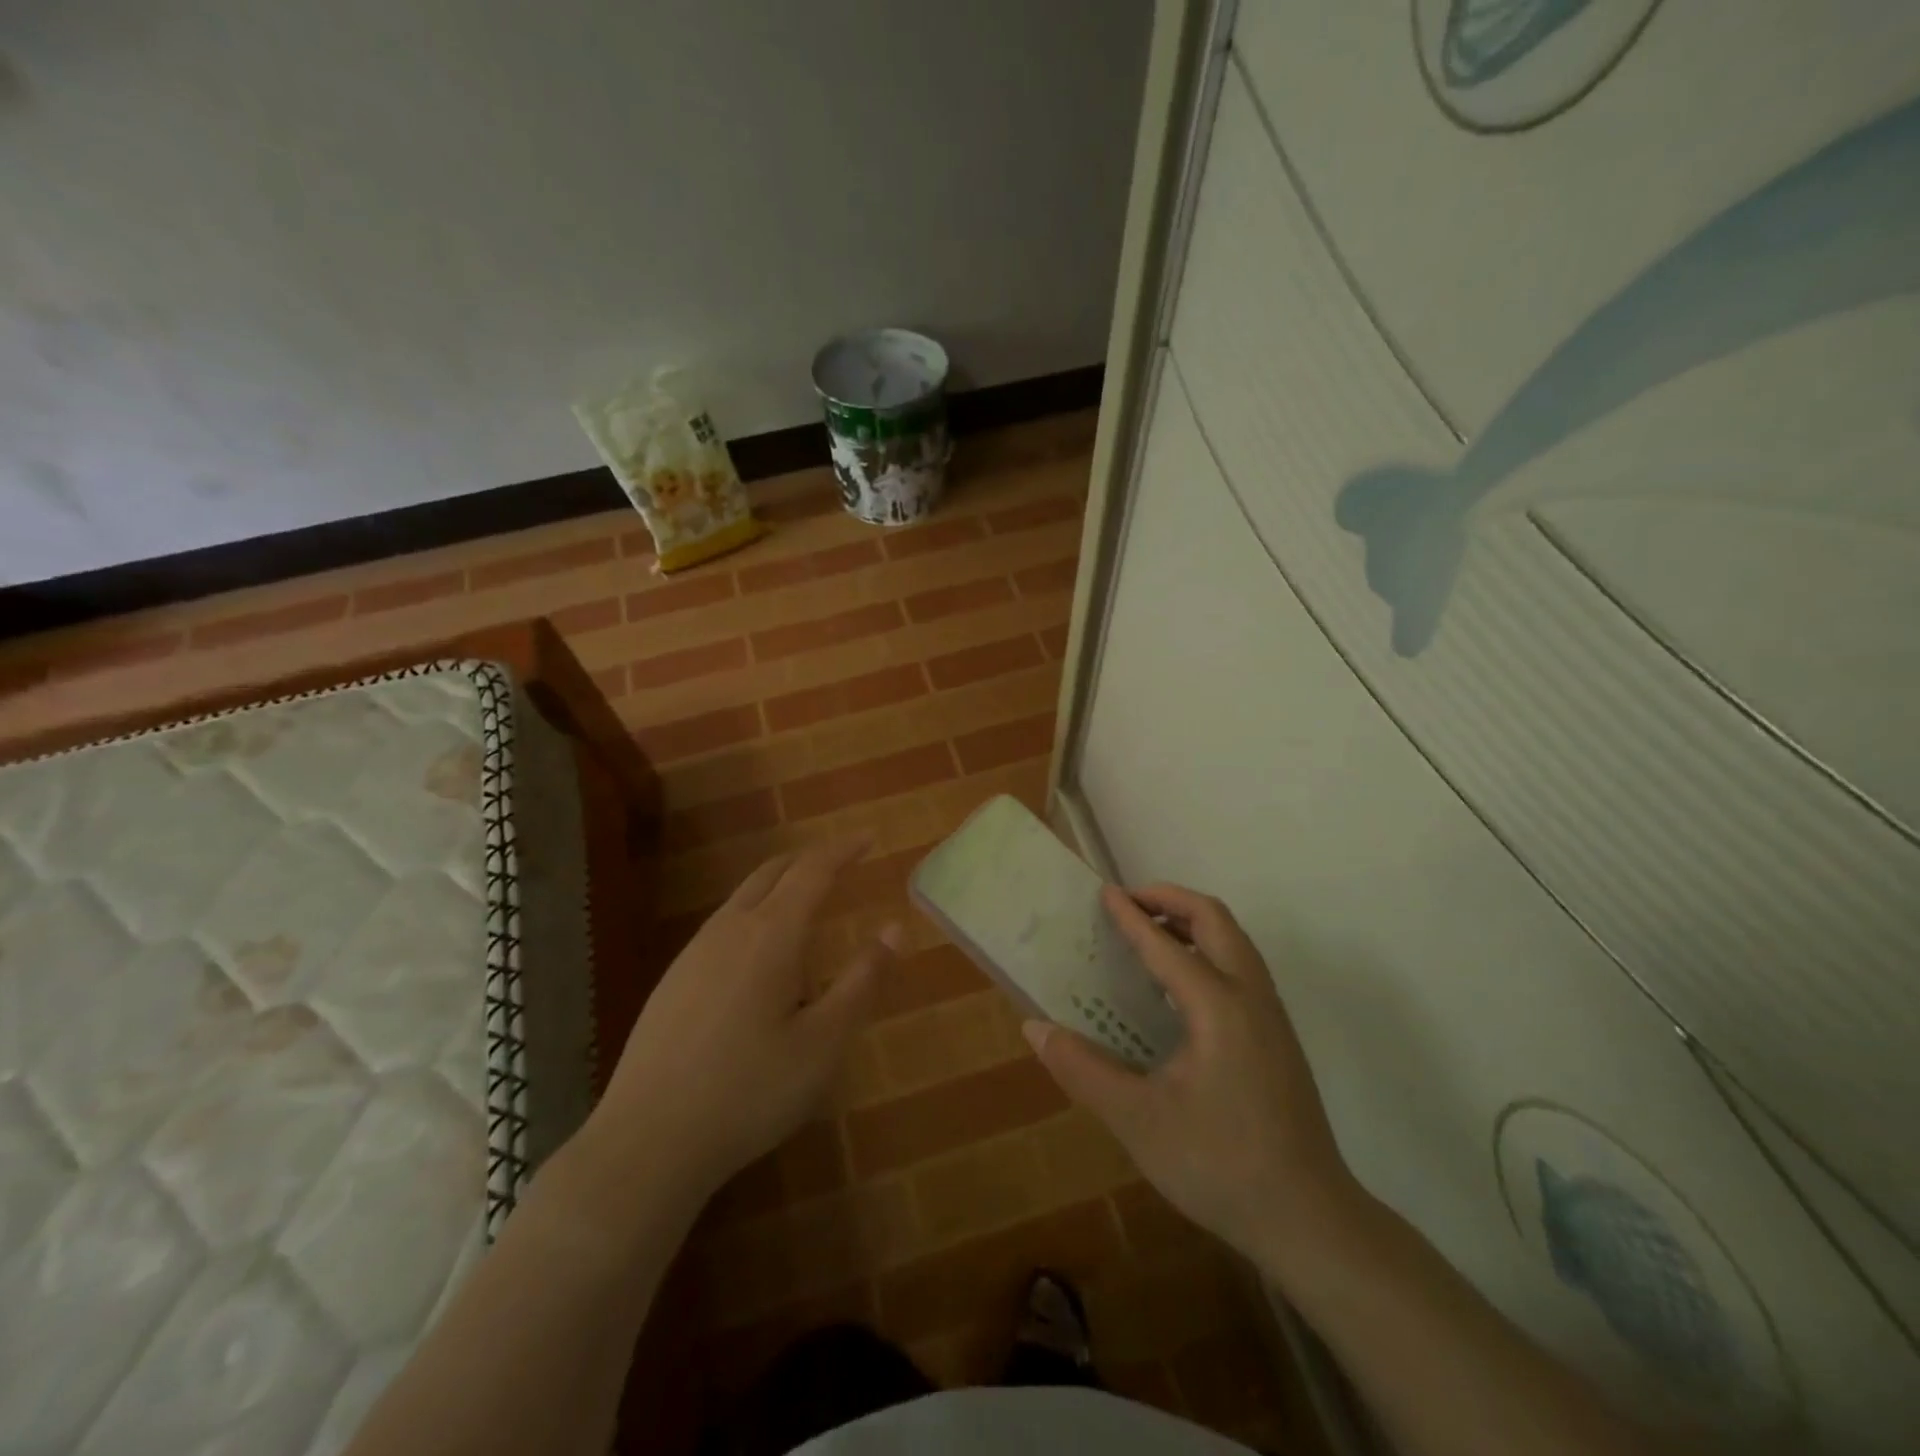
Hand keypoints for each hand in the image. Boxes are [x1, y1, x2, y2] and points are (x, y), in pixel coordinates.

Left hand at [592, 837, 897, 1201]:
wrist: (646, 1142)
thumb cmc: (750, 1091)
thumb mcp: (824, 1042)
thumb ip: (862, 980)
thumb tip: (894, 927)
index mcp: (771, 935)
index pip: (812, 871)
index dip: (843, 849)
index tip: (868, 838)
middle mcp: (729, 929)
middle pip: (772, 872)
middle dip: (809, 859)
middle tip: (841, 861)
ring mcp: (693, 954)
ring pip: (743, 898)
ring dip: (779, 886)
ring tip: (807, 905)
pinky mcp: (672, 981)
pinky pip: (723, 926)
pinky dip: (754, 914)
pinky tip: (759, 958)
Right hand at [1025, 883, 1356, 1266]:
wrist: (1308, 1219)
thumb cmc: (1218, 1164)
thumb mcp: (1137, 1121)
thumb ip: (1083, 1069)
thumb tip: (1035, 1028)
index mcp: (1218, 1007)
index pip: (1166, 945)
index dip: (1131, 916)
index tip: (1103, 892)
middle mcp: (1251, 997)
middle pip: (1215, 920)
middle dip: (1171, 899)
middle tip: (1130, 903)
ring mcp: (1271, 1017)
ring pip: (1235, 942)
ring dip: (1193, 922)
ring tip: (1151, 932)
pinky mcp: (1278, 1038)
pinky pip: (1241, 967)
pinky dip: (1209, 949)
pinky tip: (1180, 986)